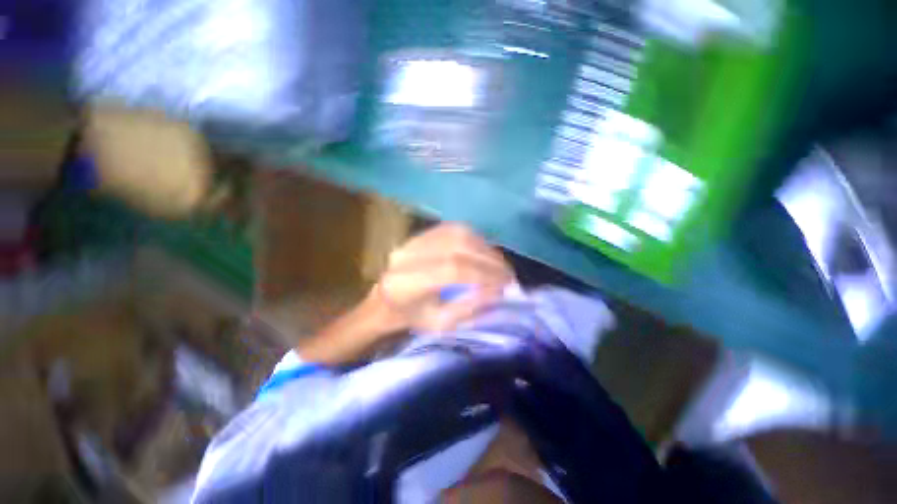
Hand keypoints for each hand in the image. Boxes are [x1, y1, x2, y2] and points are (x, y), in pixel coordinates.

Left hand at [372, 223, 514, 332]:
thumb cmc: (413, 318)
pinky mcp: (421, 233)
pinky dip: (475, 239)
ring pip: (458, 233)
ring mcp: (413, 240)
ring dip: (485, 247)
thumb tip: (498, 291)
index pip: (452, 270)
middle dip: (489, 259)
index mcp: (406, 284)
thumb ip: (469, 307)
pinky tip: (485, 251)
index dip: (483, 274)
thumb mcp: (441, 324)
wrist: (387, 301)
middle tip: (508, 274)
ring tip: (499, 264)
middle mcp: (407, 255)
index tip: (506, 284)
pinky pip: (454, 229)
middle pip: (457, 246)